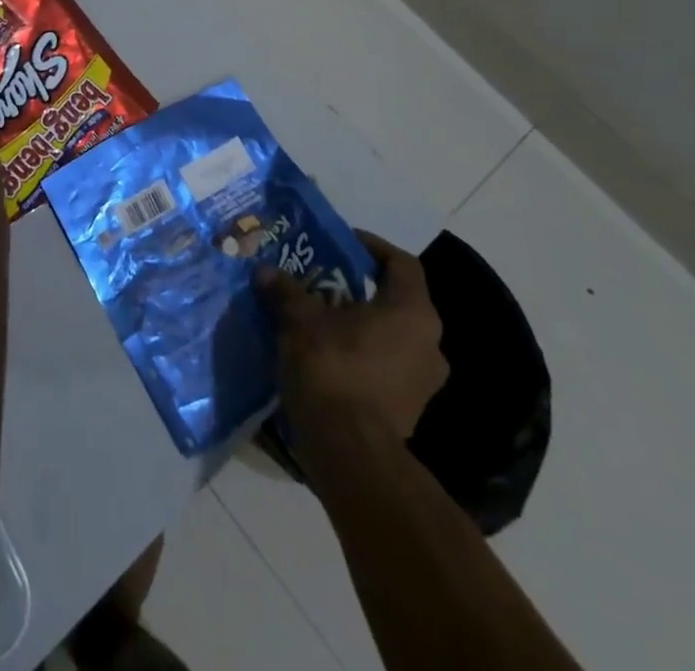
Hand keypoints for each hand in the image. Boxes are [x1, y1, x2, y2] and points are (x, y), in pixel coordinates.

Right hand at [258, 231, 446, 440]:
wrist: (349, 452)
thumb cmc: (332, 368)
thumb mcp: (299, 320)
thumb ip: (286, 290)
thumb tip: (266, 271)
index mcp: (412, 312)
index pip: (402, 264)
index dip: (372, 247)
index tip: (342, 243)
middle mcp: (429, 343)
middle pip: (396, 300)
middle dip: (359, 288)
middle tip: (322, 280)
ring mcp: (423, 381)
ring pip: (391, 336)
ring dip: (359, 324)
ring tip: (320, 318)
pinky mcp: (409, 409)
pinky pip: (386, 366)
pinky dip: (361, 354)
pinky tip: (326, 355)